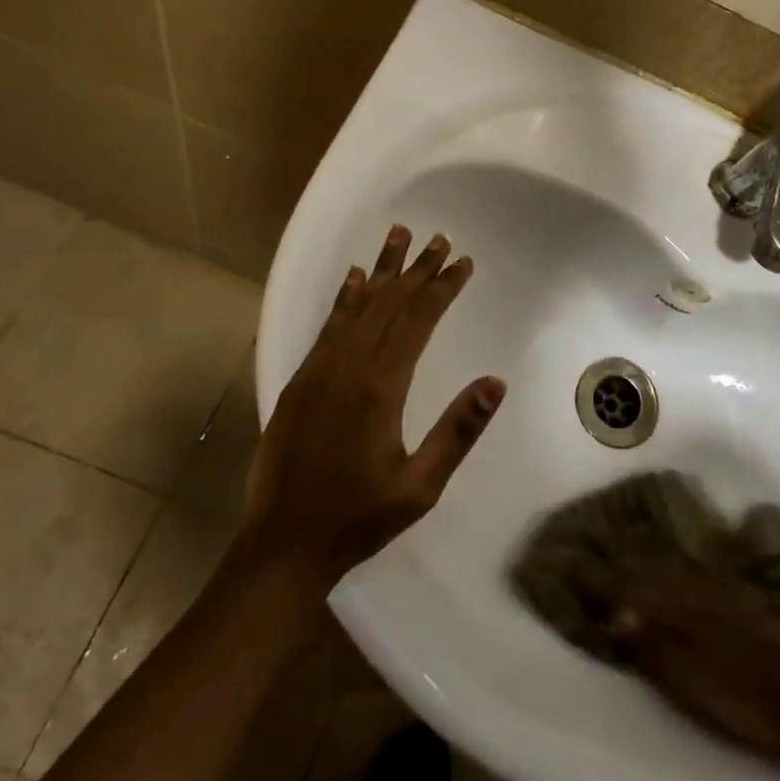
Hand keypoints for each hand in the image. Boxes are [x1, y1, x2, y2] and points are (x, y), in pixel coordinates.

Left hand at [240, 225, 505, 592]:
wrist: (283, 544)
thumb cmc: (359, 517)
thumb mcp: (420, 486)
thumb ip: (458, 432)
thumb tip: (496, 383)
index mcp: (380, 387)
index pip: (418, 320)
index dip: (442, 288)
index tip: (463, 263)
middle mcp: (348, 366)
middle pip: (389, 303)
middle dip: (418, 269)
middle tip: (441, 239)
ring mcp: (319, 370)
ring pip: (357, 306)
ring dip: (381, 270)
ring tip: (399, 235)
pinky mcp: (300, 380)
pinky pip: (328, 326)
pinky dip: (344, 298)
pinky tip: (353, 278)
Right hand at [579, 558, 779, 766]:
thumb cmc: (745, 693)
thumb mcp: (690, 678)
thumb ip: (651, 643)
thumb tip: (611, 612)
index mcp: (679, 605)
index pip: (627, 586)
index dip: (598, 577)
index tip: (568, 560)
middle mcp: (695, 589)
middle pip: (646, 571)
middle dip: (616, 561)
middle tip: (588, 549)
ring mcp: (720, 595)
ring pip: (670, 571)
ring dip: (642, 562)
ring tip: (621, 552)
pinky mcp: (738, 607)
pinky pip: (692, 579)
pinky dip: (672, 572)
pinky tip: (674, 569)